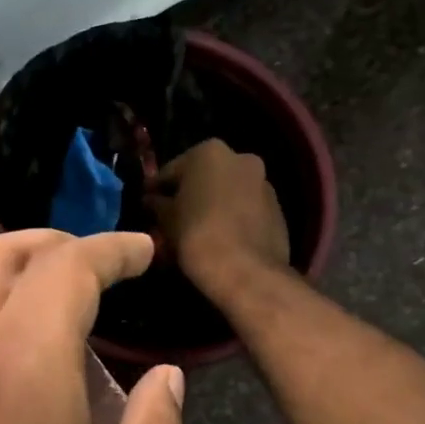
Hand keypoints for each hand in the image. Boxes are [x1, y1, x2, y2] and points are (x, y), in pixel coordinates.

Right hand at [150, 139, 290, 293]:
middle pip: (204, 176)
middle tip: (171, 218)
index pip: (172, 170)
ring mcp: (263, 182)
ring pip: (228, 191)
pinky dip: (232, 216)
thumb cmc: (198, 235)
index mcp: (209, 152)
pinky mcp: (278, 208)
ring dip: (213, 204)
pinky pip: (246, 208)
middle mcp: (241, 158)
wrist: (246, 271)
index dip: (157, 189)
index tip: (147, 205)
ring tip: (197, 230)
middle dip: (189, 194)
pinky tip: (220, 237)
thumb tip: (151, 200)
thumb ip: (156, 204)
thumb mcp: (166, 219)